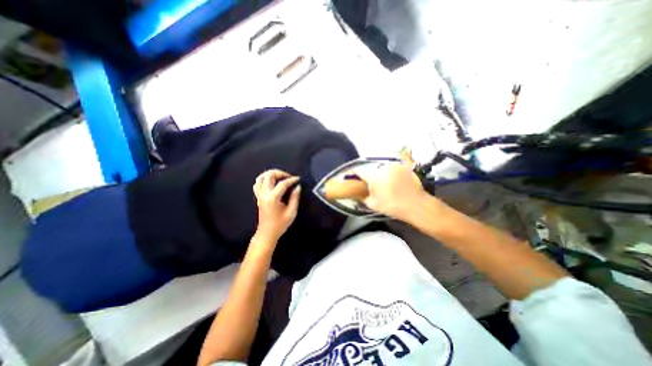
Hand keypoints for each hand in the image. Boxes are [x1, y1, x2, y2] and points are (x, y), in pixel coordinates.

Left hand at [253, 169, 301, 242]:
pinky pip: (258, 183)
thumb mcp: (291, 212)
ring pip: (261, 177)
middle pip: (269, 175)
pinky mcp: (258, 197)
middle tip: (288, 177)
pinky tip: (271, 182)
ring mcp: (259, 195)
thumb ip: (295, 198)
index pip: (283, 183)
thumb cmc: (280, 224)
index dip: (291, 179)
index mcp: (273, 198)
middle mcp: (264, 194)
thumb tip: (297, 187)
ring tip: (280, 177)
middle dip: (280, 173)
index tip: (298, 179)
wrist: (267, 233)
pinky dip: (264, 179)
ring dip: (271, 174)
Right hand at [356, 162, 429, 220]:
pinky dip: (388, 174)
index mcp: (374, 176)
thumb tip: (354, 192)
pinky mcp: (402, 167)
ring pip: (380, 168)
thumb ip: (361, 197)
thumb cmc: (393, 206)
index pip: (358, 170)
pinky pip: (390, 168)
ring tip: (382, 185)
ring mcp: (394, 166)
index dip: (353, 174)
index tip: (351, 178)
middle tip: (368, 185)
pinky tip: (392, 182)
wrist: (416, 205)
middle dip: (367, 176)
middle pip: (369, 169)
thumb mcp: (373, 204)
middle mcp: (383, 168)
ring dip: (377, 175)